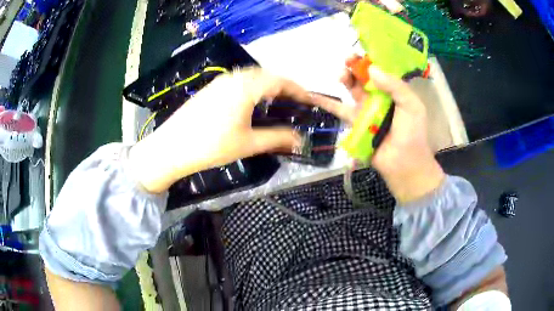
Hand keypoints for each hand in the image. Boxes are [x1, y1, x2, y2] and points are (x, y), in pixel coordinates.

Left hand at [128, 68, 346, 193]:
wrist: (171, 148)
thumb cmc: (211, 146)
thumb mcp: (248, 143)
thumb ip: (278, 138)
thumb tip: (301, 139)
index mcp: (246, 86)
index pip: (280, 81)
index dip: (299, 90)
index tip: (310, 101)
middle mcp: (234, 77)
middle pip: (267, 75)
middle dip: (284, 87)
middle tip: (296, 103)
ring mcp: (220, 81)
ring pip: (252, 77)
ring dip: (268, 87)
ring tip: (277, 103)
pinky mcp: (211, 88)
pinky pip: (239, 81)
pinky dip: (252, 88)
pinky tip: (252, 104)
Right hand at [340, 63, 444, 203]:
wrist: (403, 164)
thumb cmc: (412, 133)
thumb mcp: (411, 106)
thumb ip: (395, 86)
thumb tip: (372, 69)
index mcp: (395, 91)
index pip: (381, 70)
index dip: (371, 60)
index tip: (362, 52)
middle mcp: (380, 97)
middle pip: (365, 77)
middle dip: (355, 66)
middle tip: (348, 60)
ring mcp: (366, 110)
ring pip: (353, 89)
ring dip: (345, 79)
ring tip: (341, 74)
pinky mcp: (355, 123)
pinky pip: (341, 109)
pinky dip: (328, 102)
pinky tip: (316, 94)